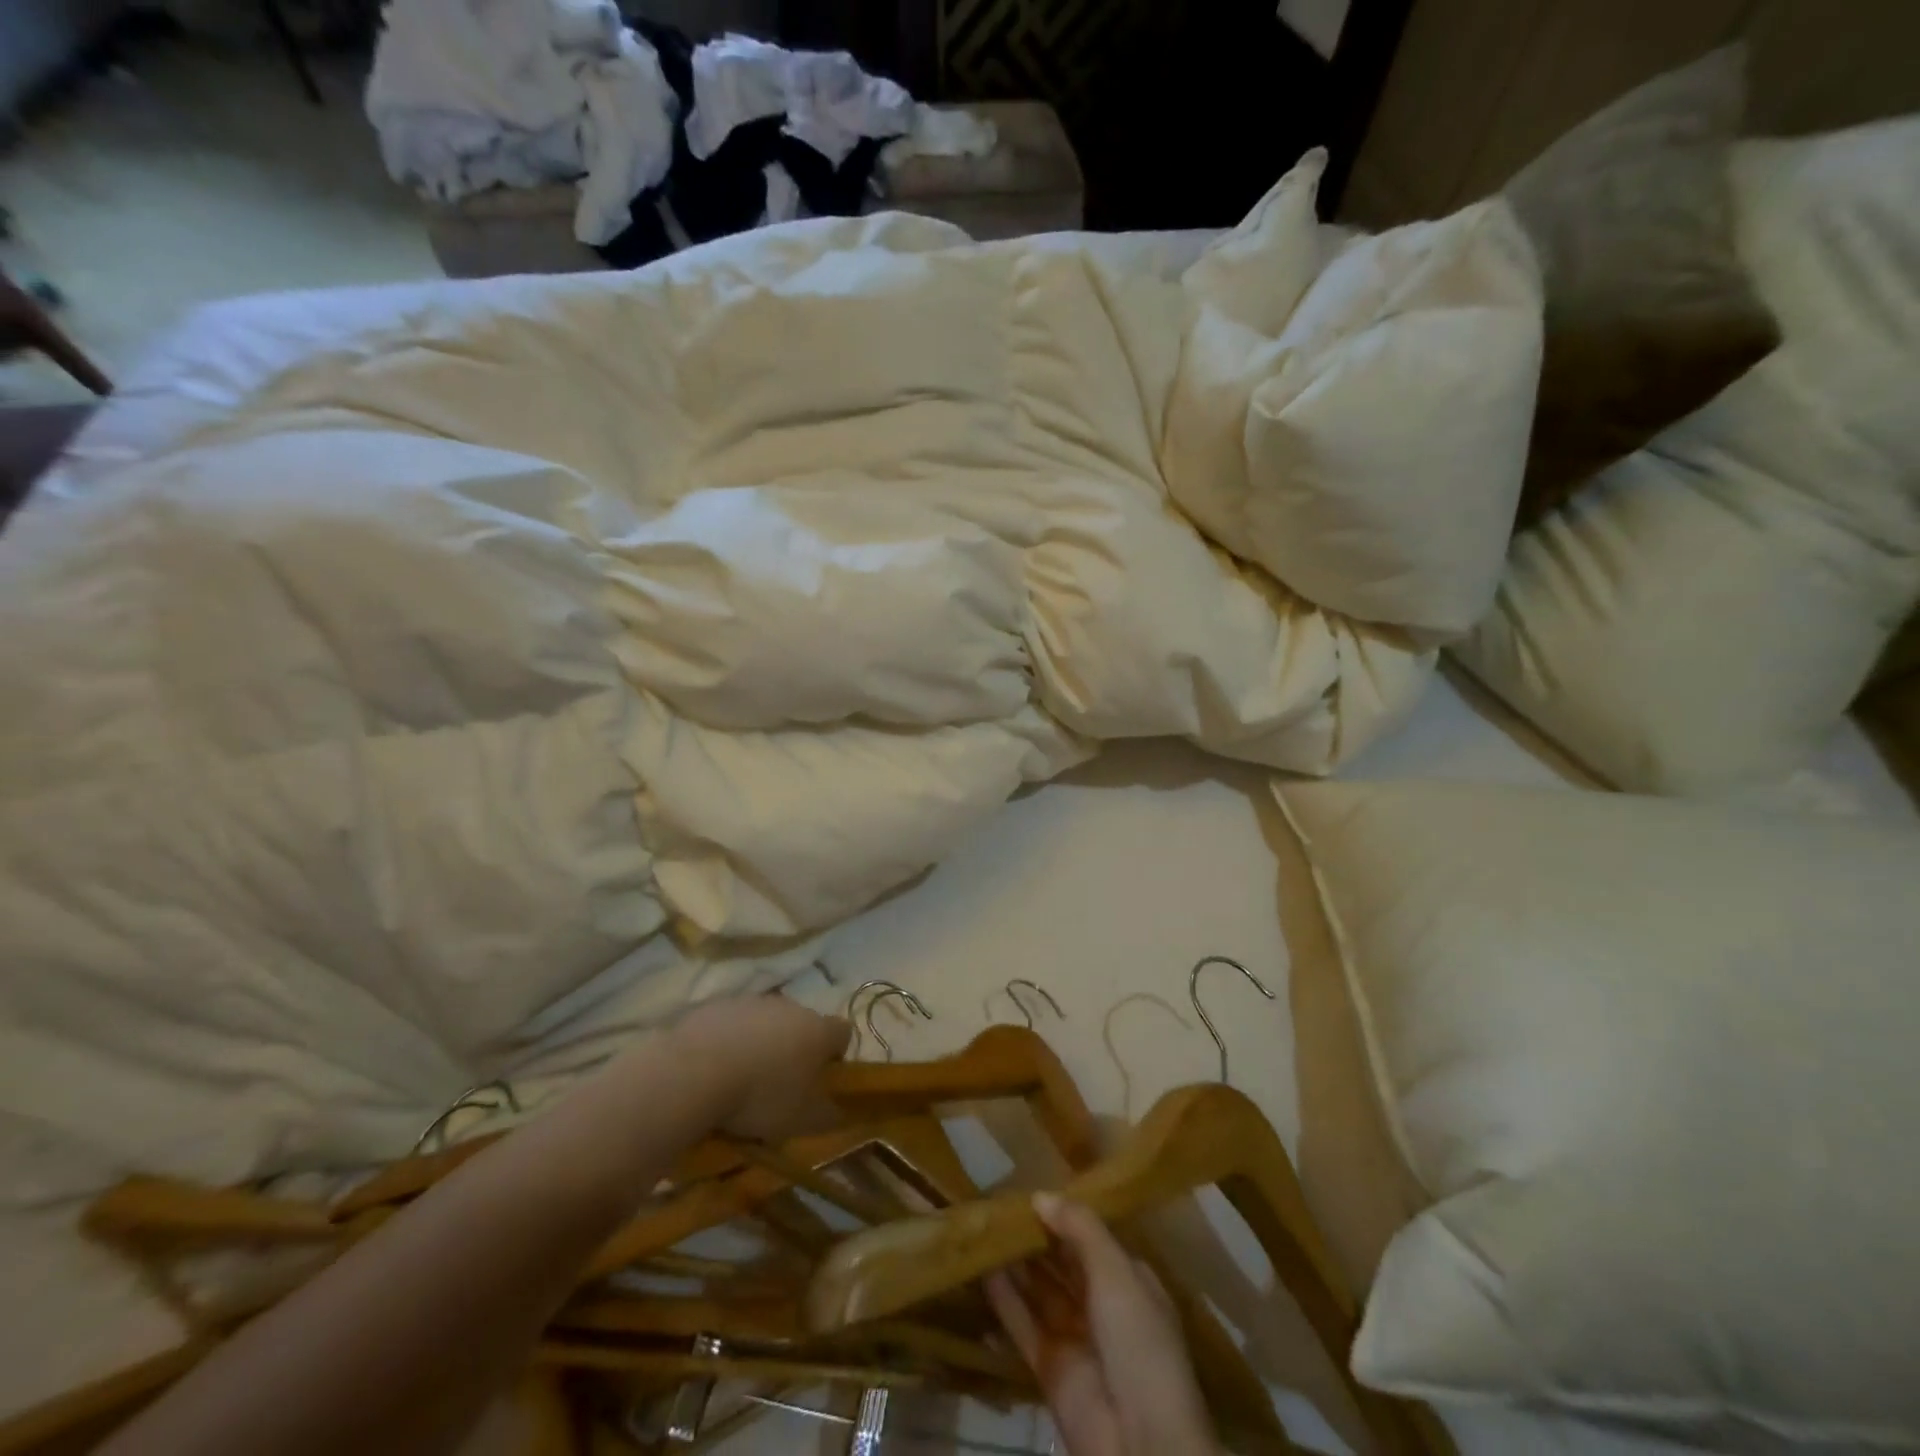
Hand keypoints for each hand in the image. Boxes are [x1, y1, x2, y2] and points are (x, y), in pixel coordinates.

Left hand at [672, 996, 850, 1141]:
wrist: (695, 1071)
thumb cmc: (761, 1096)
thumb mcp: (803, 1120)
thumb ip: (828, 1114)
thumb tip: (837, 1110)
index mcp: (818, 1030)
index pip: (843, 1032)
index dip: (836, 1055)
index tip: (821, 1079)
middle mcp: (791, 1006)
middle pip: (802, 1024)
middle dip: (795, 1049)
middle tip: (779, 1084)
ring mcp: (752, 1002)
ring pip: (766, 1022)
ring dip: (761, 1043)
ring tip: (742, 1078)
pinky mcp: (717, 1005)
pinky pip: (732, 1023)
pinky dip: (730, 1041)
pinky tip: (714, 1068)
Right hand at [986, 1195, 1219, 1455]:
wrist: (1140, 1441)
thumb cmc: (1138, 1341)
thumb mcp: (1117, 1273)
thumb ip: (1080, 1229)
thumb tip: (1041, 1196)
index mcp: (1129, 1281)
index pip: (1092, 1238)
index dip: (1064, 1216)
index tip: (1031, 1191)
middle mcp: (1102, 1305)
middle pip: (1063, 1263)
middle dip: (1037, 1237)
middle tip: (1000, 1204)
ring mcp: (1074, 1337)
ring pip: (1040, 1290)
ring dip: (1016, 1263)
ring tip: (986, 1228)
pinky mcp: (1048, 1366)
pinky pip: (1023, 1324)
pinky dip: (1004, 1299)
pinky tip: (982, 1270)